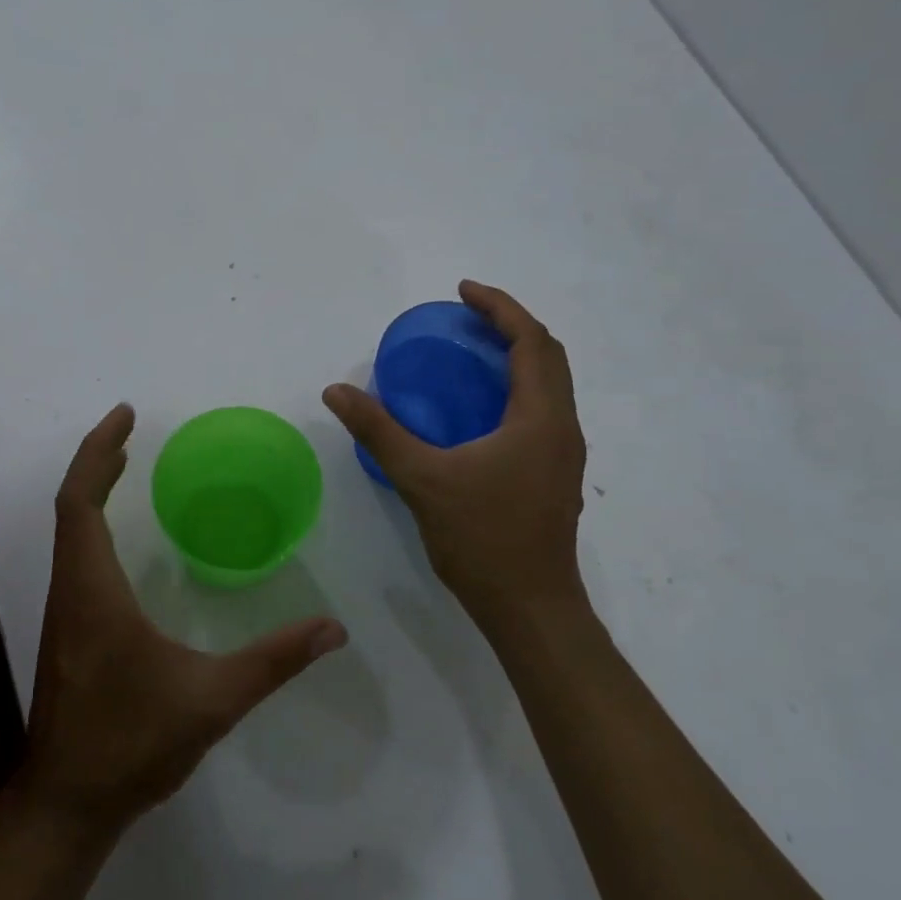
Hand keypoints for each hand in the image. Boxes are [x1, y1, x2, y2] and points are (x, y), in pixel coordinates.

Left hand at [19, 404, 349, 833]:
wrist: (68, 803)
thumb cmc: (132, 743)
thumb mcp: (212, 700)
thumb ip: (274, 661)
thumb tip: (334, 629)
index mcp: (93, 591)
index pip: (80, 502)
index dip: (97, 452)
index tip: (124, 418)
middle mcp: (69, 591)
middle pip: (71, 507)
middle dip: (98, 460)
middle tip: (131, 430)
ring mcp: (63, 613)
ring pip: (69, 534)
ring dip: (92, 492)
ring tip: (125, 466)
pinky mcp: (68, 632)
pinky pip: (75, 558)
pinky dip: (92, 525)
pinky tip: (122, 540)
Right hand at [323, 281, 590, 649]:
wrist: (530, 607)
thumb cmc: (482, 538)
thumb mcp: (422, 479)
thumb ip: (379, 431)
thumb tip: (336, 391)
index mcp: (541, 417)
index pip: (531, 341)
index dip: (499, 307)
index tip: (462, 292)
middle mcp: (563, 427)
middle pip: (549, 356)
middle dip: (511, 325)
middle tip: (467, 317)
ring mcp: (564, 454)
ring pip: (551, 385)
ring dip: (519, 357)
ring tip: (474, 352)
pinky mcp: (556, 475)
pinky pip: (544, 410)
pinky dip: (518, 388)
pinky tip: (481, 409)